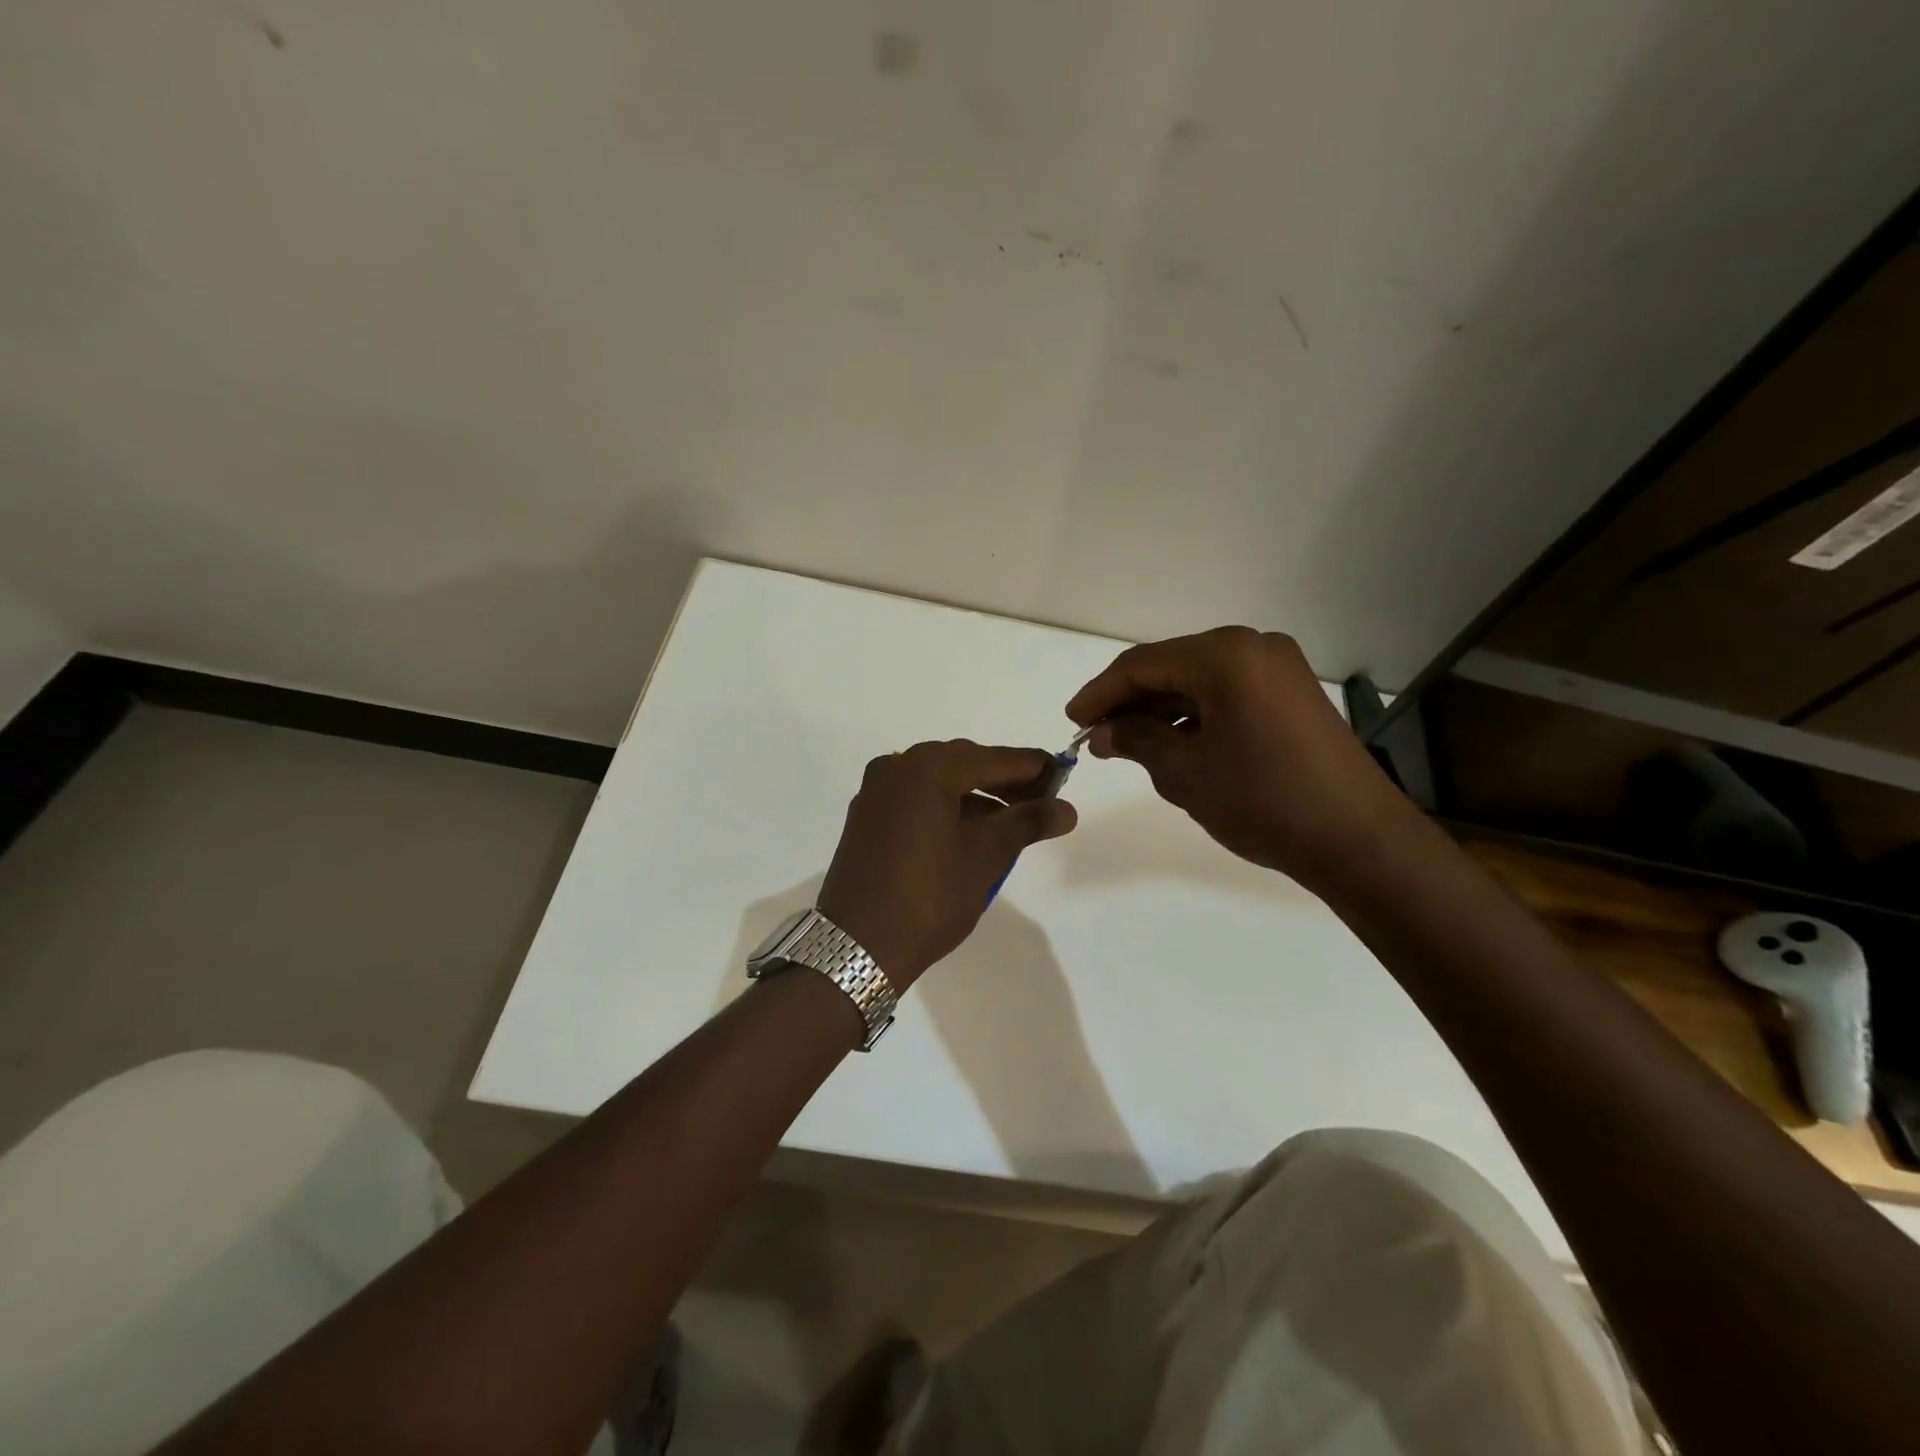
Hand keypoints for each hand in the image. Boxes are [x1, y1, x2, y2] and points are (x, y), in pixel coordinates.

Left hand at [817, 741, 1077, 988]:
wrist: (857, 947)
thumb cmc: (929, 896)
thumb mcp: (986, 856)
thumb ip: (1027, 823)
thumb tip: (1066, 809)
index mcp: (927, 768)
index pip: (995, 758)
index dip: (1033, 767)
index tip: (1064, 777)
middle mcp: (897, 767)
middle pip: (965, 763)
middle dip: (1004, 781)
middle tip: (1041, 801)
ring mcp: (876, 791)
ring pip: (939, 781)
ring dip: (976, 796)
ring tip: (1011, 822)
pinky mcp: (866, 816)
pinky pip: (916, 798)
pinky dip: (946, 807)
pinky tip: (970, 831)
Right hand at [1065, 627, 1414, 889]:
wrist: (1356, 839)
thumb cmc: (1262, 799)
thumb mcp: (1184, 771)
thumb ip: (1135, 739)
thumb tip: (1101, 732)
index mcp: (1225, 655)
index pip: (1142, 664)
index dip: (1100, 692)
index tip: (1072, 722)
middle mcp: (1254, 647)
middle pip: (1171, 667)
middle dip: (1130, 701)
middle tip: (1095, 735)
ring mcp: (1278, 670)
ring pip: (1199, 681)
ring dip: (1160, 710)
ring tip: (1125, 743)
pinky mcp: (1291, 695)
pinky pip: (1227, 694)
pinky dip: (1194, 715)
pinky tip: (1171, 743)